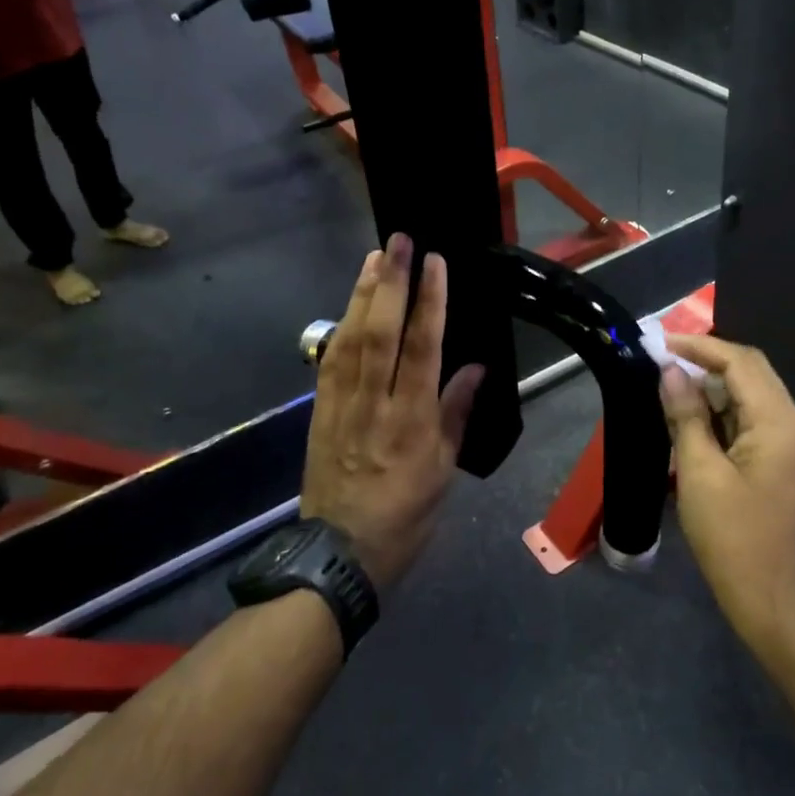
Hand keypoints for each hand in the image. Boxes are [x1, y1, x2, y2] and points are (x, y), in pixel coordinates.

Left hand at [300, 235, 485, 588]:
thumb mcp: (443, 472)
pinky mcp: (319, 413)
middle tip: (397, 241)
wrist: (340, 554)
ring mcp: (341, 406)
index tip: (435, 263)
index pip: (423, 348)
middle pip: (381, 333)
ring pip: (351, 340)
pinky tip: (348, 305)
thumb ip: (456, 414)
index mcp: (412, 422)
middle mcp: (374, 405)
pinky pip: (329, 362)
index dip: (430, 302)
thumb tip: (475, 368)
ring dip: (362, 295)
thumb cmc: (404, 517)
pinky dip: (340, 327)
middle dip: (390, 283)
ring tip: (373, 258)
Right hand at [660, 334, 794, 651]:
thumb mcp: (700, 472)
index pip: (742, 362)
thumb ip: (686, 415)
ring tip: (671, 385)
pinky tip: (694, 416)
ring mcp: (794, 444)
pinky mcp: (786, 461)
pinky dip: (724, 411)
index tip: (661, 344)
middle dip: (708, 361)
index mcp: (780, 423)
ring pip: (753, 394)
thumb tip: (670, 372)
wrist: (773, 601)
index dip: (700, 347)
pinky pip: (754, 419)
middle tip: (663, 360)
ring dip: (714, 386)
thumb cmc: (733, 538)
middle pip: (752, 372)